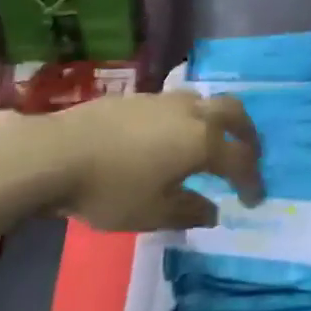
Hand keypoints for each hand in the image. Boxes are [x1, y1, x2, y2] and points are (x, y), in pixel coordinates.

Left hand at [0, 92, 261, 231]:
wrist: (55, 153)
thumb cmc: (110, 189)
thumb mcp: (152, 213)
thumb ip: (188, 211)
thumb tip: (212, 211)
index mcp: (201, 142)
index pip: (240, 159)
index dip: (252, 180)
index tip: (254, 199)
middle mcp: (190, 113)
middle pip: (233, 112)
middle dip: (246, 133)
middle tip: (249, 153)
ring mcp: (162, 100)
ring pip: (203, 102)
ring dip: (216, 121)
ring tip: (208, 144)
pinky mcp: (137, 97)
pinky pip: (177, 103)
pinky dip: (188, 119)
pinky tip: (169, 138)